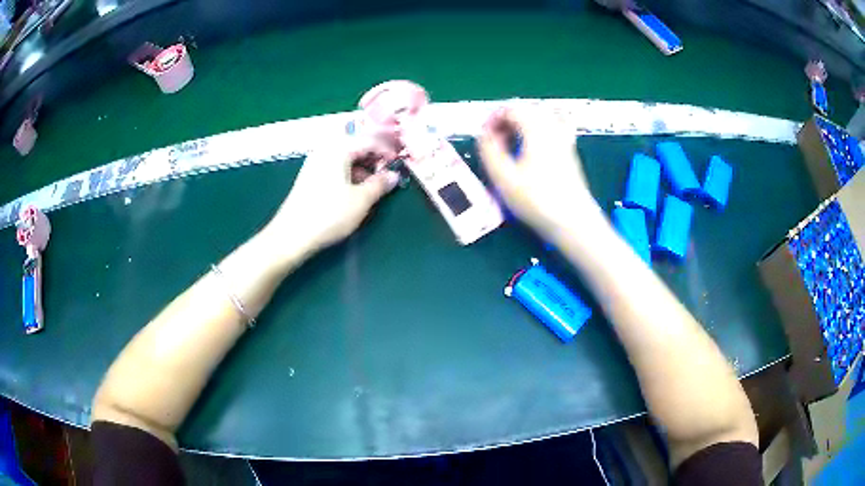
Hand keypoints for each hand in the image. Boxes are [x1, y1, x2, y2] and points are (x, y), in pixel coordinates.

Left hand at [266, 136, 399, 255]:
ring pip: (346, 158)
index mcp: (339, 149)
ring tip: (374, 187)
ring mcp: (316, 162)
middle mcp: (326, 150)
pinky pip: (336, 167)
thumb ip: (380, 184)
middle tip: (388, 176)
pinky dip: (350, 174)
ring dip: (363, 168)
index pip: (370, 140)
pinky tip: (355, 191)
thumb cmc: (329, 214)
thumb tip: (394, 175)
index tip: (400, 165)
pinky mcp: (310, 176)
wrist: (292, 235)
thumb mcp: (361, 200)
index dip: (388, 151)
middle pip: (357, 146)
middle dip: (375, 159)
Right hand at [478, 107, 600, 239]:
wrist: (573, 221)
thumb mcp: (503, 177)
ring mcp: (565, 140)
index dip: (493, 117)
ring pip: (541, 118)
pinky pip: (554, 128)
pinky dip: (539, 131)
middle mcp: (552, 128)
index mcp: (535, 129)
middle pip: (527, 110)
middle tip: (494, 138)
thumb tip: (484, 134)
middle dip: (507, 119)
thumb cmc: (536, 200)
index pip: (511, 109)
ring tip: (510, 143)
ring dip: (522, 124)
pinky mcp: (570, 153)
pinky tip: (533, 147)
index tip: (483, 134)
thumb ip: (489, 150)